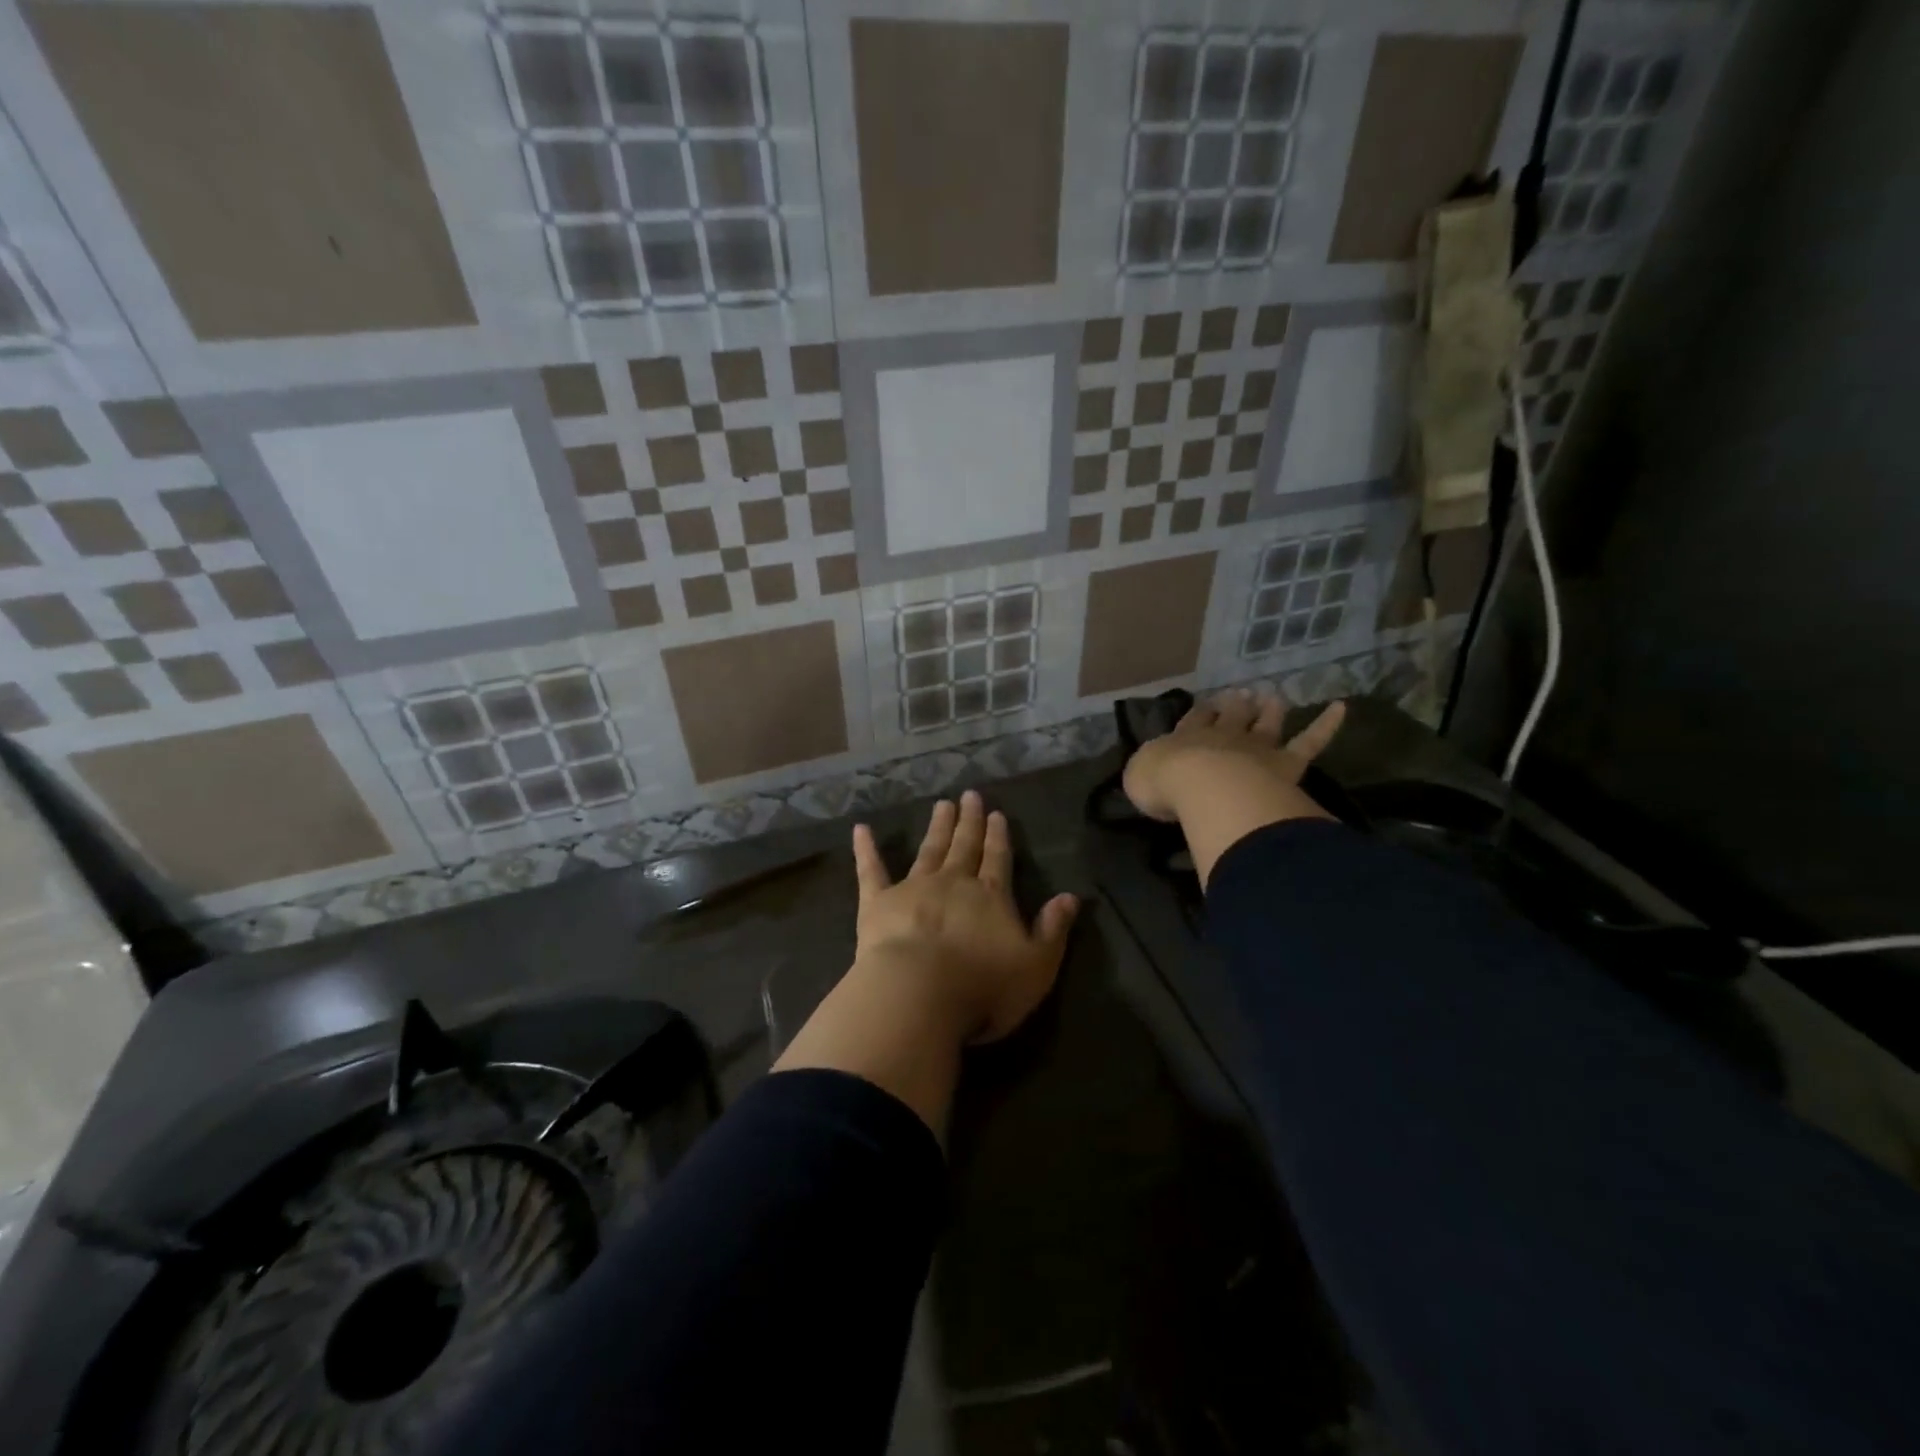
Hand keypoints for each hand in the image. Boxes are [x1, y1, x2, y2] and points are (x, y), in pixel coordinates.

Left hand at [851, 790, 1078, 1043]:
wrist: (919, 994)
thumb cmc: (983, 987)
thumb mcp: (1036, 965)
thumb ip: (1053, 930)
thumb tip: (1071, 897)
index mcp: (991, 897)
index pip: (998, 859)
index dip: (999, 837)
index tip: (997, 814)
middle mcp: (953, 883)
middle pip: (964, 846)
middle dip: (969, 822)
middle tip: (970, 796)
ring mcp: (914, 888)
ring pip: (928, 850)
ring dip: (937, 827)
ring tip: (941, 804)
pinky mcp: (877, 903)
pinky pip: (871, 871)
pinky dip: (866, 849)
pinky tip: (861, 829)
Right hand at [1122, 691, 1344, 886]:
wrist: (1203, 787)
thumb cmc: (1165, 784)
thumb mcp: (1139, 777)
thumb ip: (1147, 769)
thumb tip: (1152, 768)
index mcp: (1185, 739)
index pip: (1194, 720)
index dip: (1201, 712)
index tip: (1207, 704)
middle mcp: (1222, 737)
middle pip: (1231, 715)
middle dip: (1235, 704)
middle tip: (1240, 695)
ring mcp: (1256, 748)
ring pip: (1266, 724)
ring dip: (1270, 709)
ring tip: (1273, 697)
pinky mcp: (1286, 763)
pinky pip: (1310, 742)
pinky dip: (1326, 725)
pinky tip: (1341, 708)